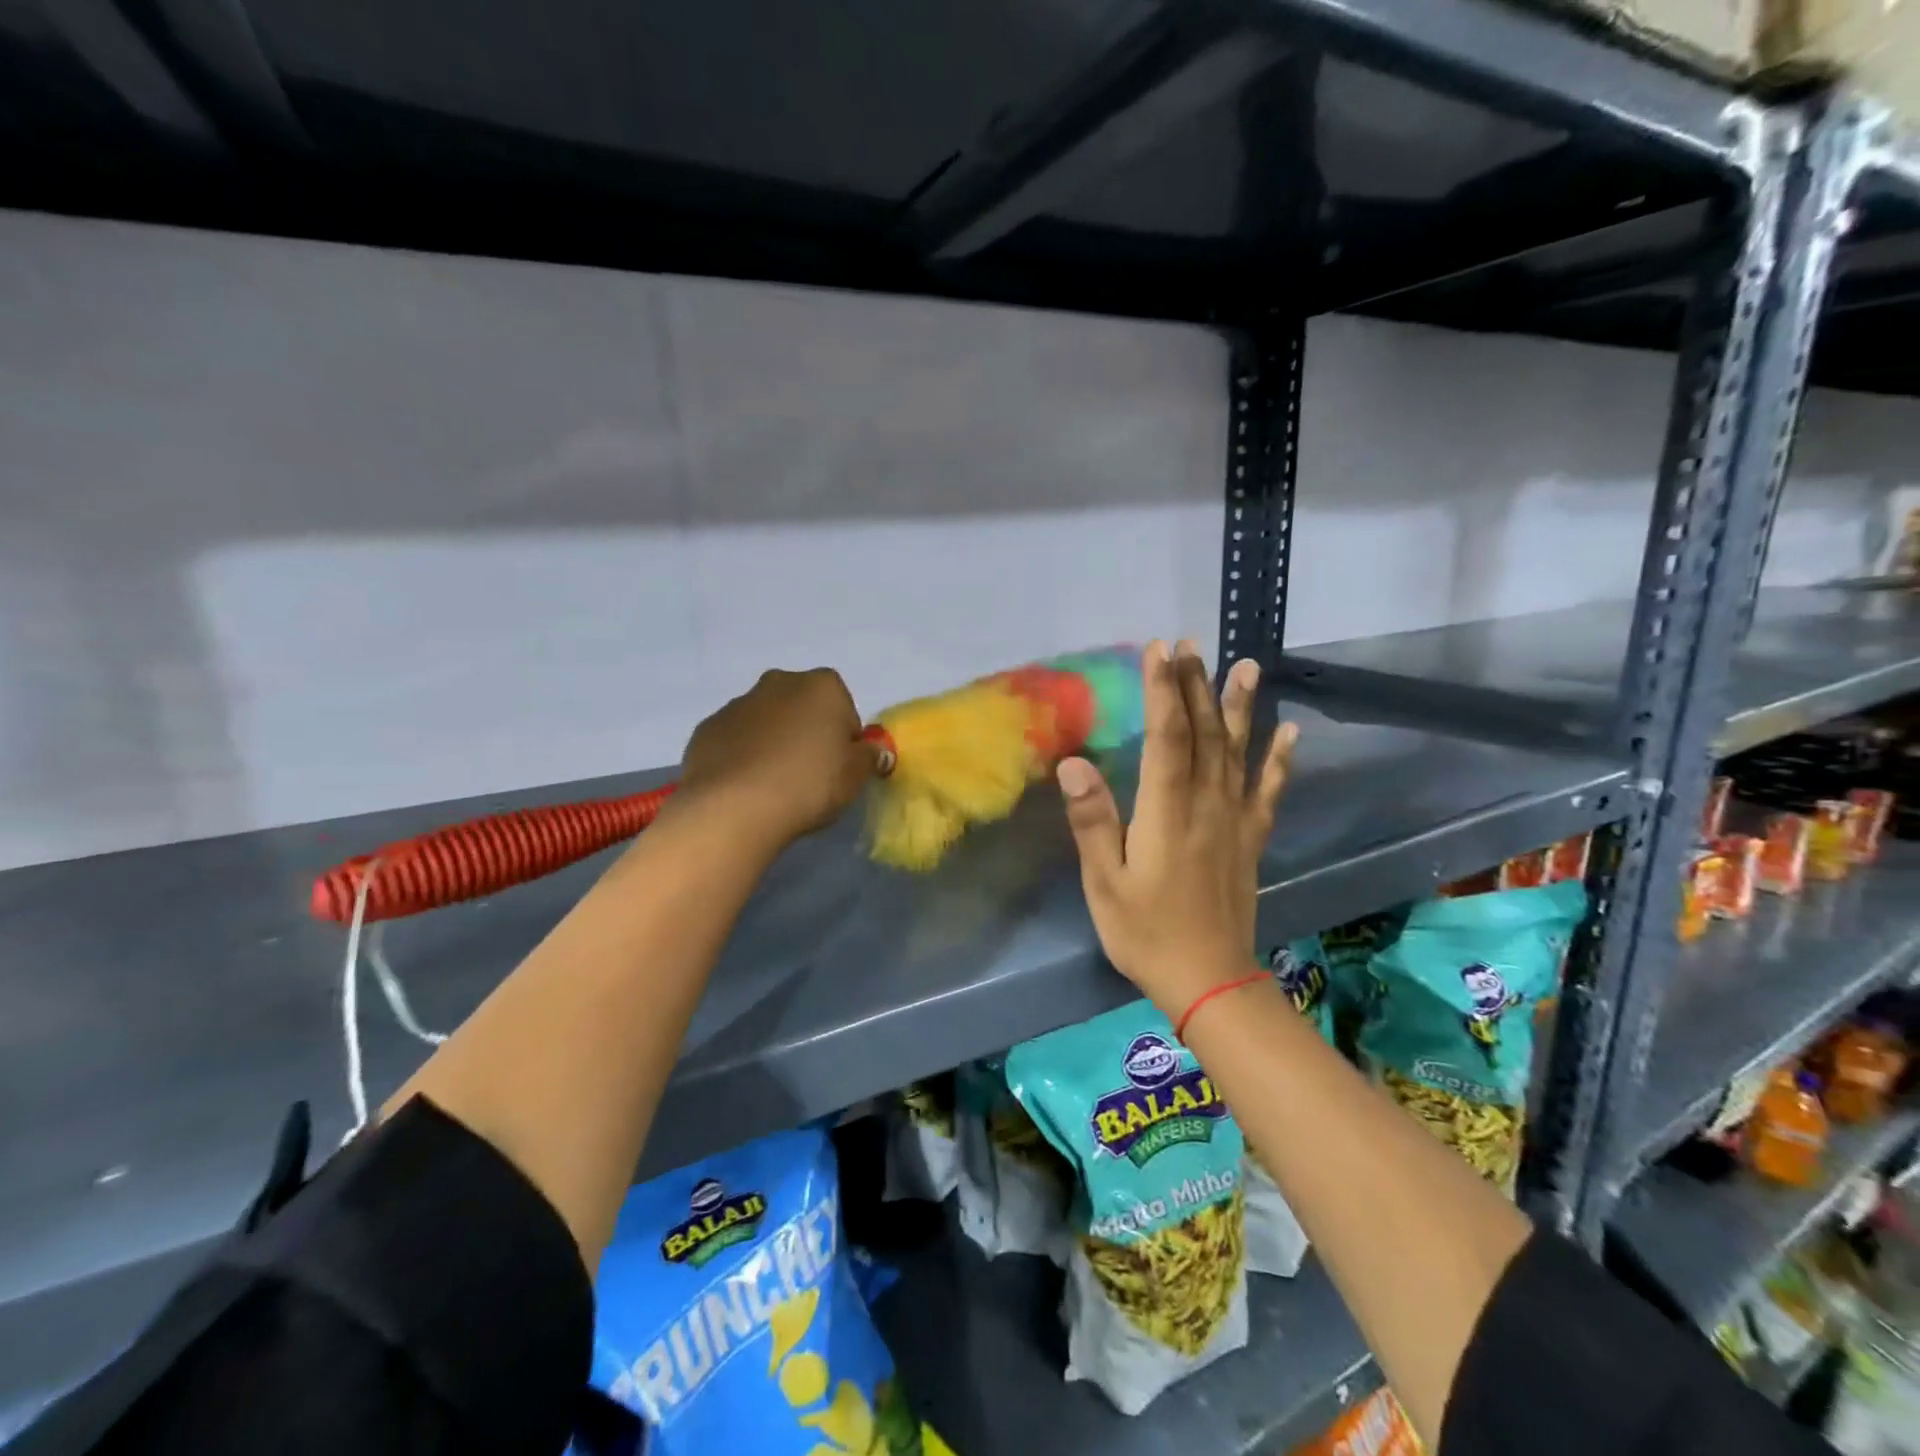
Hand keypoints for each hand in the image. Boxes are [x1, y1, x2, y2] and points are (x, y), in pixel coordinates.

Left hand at [675, 668, 877, 850]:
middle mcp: (779, 683)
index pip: (844, 709)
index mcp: (821, 686)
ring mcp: (737, 704)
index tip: (839, 767)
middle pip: (803, 707)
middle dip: (807, 732)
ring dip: (774, 743)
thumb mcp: (856, 776)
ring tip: (775, 785)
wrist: (734, 807)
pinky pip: (736, 739)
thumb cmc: (809, 784)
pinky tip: (747, 786)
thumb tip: (873, 751)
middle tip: (809, 775)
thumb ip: (870, 757)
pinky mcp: (707, 729)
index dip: (845, 739)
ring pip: (767, 721)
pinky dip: (743, 755)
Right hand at [1057, 640, 1296, 1021]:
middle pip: (1203, 733)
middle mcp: (1206, 804)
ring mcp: (1234, 820)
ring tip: (1246, 666)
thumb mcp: (1106, 882)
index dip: (1163, 689)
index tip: (1159, 649)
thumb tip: (1074, 764)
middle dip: (1196, 685)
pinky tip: (1289, 731)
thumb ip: (1093, 821)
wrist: (1208, 981)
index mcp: (1167, 811)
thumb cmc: (1146, 932)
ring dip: (1239, 707)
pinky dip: (1279, 759)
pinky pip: (1268, 791)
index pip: (1167, 735)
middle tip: (1192, 644)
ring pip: (1237, 751)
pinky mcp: (1251, 839)